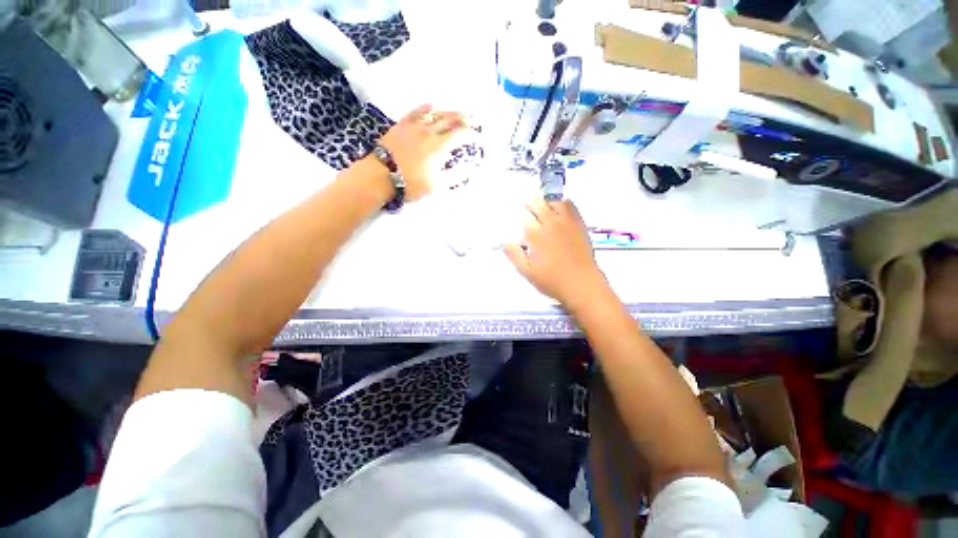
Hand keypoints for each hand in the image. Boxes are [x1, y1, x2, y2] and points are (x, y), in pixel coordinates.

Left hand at [378, 104, 464, 200]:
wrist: (380, 175)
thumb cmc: (410, 183)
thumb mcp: (436, 186)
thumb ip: (454, 176)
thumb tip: (469, 169)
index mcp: (438, 146)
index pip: (460, 134)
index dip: (471, 134)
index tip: (478, 136)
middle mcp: (429, 131)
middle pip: (450, 119)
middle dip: (464, 119)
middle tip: (473, 120)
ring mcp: (414, 126)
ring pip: (435, 113)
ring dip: (449, 112)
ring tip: (457, 113)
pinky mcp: (402, 124)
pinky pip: (417, 111)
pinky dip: (428, 107)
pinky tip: (433, 106)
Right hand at [505, 199, 607, 308]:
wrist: (582, 284)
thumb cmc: (552, 281)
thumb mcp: (527, 272)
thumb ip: (514, 255)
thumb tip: (505, 241)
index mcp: (535, 235)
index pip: (523, 216)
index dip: (518, 216)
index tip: (517, 220)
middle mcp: (550, 223)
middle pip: (537, 203)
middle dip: (529, 204)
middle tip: (527, 210)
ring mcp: (566, 222)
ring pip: (553, 201)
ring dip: (545, 202)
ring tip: (542, 208)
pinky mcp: (578, 224)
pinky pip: (570, 205)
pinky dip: (562, 203)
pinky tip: (558, 210)